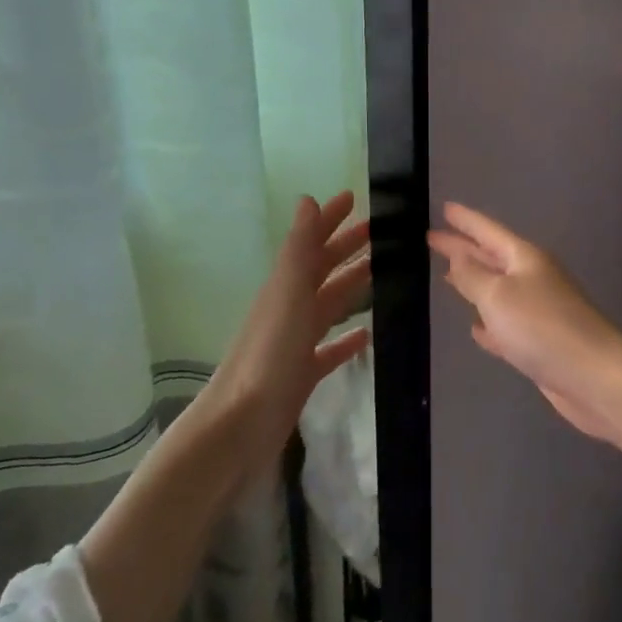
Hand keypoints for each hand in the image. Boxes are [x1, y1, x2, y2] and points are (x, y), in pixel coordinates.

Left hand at [212, 192, 371, 435]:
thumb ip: (300, 248)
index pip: (311, 243)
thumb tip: (308, 200)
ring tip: (380, 273)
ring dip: (351, 286)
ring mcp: (296, 342)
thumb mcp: (287, 293)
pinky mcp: (303, 373)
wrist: (241, 423)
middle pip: (322, 270)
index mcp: (285, 286)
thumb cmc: (269, 353)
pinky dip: (347, 339)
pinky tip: (366, 336)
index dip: (330, 219)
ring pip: (329, 305)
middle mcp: (290, 308)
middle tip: (379, 231)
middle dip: (346, 248)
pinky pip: (330, 349)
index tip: (354, 198)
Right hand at [427, 203, 621, 444]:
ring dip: (473, 284)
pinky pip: (505, 325)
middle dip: (463, 249)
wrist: (594, 377)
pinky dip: (488, 324)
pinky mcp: (538, 344)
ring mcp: (537, 311)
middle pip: (490, 258)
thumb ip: (473, 275)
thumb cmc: (542, 327)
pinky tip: (476, 329)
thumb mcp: (498, 295)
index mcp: (525, 259)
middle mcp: (532, 279)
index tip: (444, 207)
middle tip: (432, 239)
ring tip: (447, 277)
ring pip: (497, 291)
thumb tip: (458, 256)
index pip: (488, 231)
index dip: (465, 220)